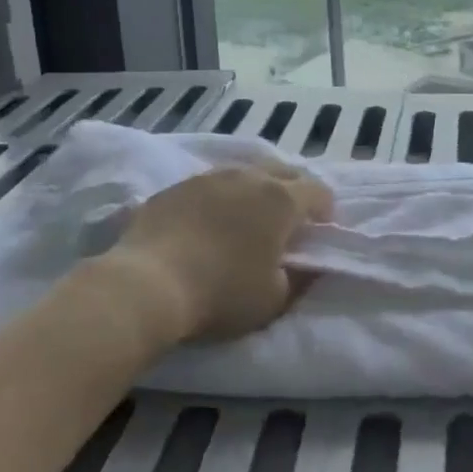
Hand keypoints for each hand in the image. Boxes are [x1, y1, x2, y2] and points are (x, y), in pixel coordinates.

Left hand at [109, 164, 334, 341]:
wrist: (147, 284)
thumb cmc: (221, 294)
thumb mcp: (275, 299)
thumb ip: (299, 277)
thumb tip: (306, 265)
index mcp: (282, 200)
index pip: (319, 192)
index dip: (325, 212)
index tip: (318, 234)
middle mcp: (249, 177)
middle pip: (285, 172)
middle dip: (294, 192)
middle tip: (288, 223)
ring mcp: (210, 177)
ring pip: (246, 173)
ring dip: (255, 191)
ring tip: (246, 220)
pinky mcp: (176, 186)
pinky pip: (211, 184)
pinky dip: (220, 198)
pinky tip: (208, 223)